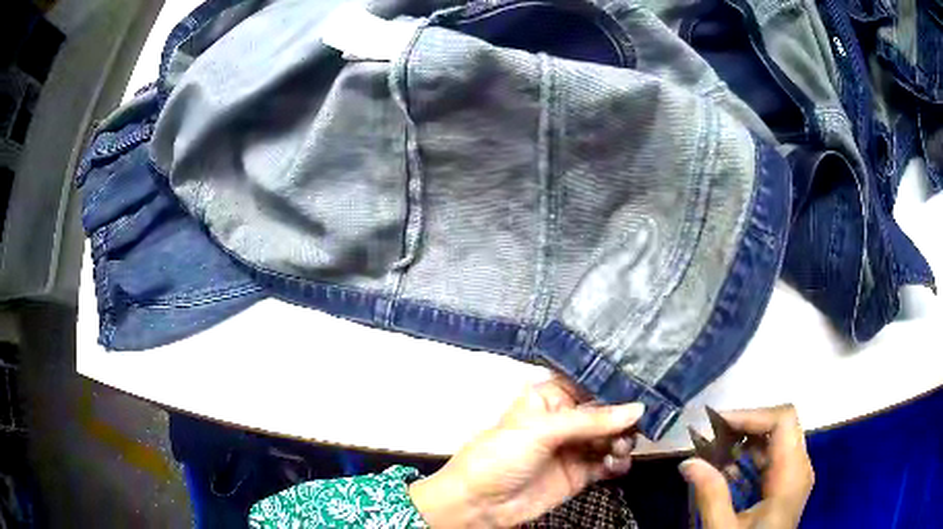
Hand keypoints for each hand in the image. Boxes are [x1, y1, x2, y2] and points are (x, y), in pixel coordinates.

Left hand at [409, 375, 644, 527]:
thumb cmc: (499, 457)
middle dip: (624, 416)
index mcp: (550, 399)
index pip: (590, 383)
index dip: (615, 384)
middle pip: (607, 412)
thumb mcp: (541, 431)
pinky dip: (618, 463)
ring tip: (620, 448)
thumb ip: (590, 420)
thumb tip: (635, 409)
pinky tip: (616, 465)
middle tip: (636, 424)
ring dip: (624, 440)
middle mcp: (566, 420)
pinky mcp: (580, 473)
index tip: (641, 385)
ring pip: (612, 437)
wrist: (479, 504)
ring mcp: (574, 448)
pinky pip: (609, 463)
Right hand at [680, 405, 814, 528]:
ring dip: (747, 438)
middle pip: (782, 424)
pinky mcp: (788, 483)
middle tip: (712, 434)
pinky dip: (752, 454)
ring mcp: (796, 475)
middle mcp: (800, 467)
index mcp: (791, 475)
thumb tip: (688, 461)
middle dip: (747, 424)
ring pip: (779, 438)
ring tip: (715, 448)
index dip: (751, 415)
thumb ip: (710, 495)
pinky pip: (775, 455)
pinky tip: (728, 468)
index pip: (783, 420)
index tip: (717, 423)